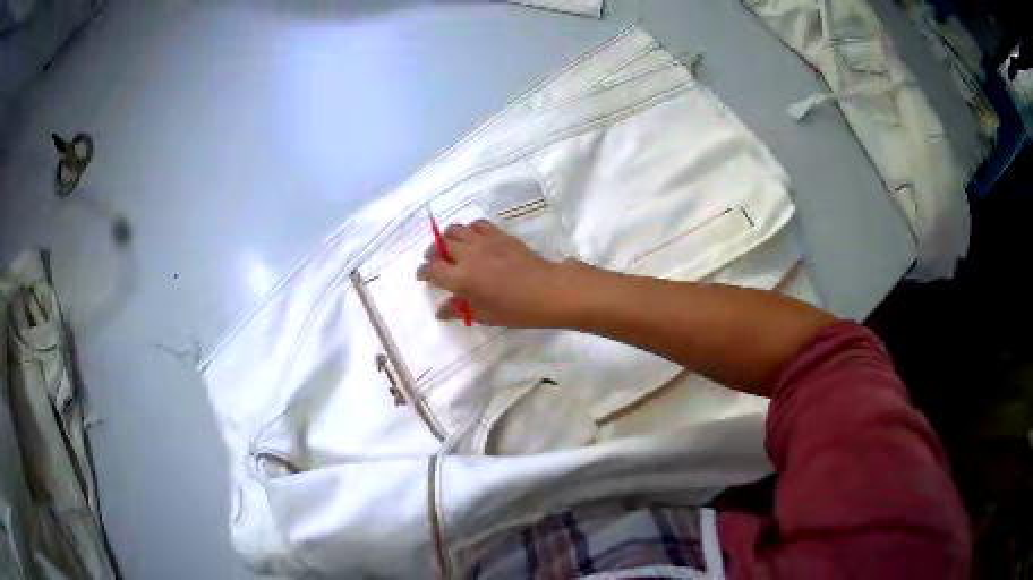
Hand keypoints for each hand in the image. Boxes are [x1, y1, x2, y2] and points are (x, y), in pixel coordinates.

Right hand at [416, 220, 579, 327]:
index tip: (423, 277)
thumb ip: (459, 310)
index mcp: (460, 278)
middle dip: (432, 254)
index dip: (422, 272)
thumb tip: (440, 310)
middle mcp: (467, 255)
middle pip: (439, 246)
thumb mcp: (484, 316)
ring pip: (454, 230)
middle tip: (436, 264)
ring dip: (447, 239)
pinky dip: (469, 230)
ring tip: (452, 249)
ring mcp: (483, 241)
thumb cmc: (515, 309)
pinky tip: (473, 240)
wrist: (548, 290)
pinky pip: (476, 224)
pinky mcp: (498, 234)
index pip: (430, 269)